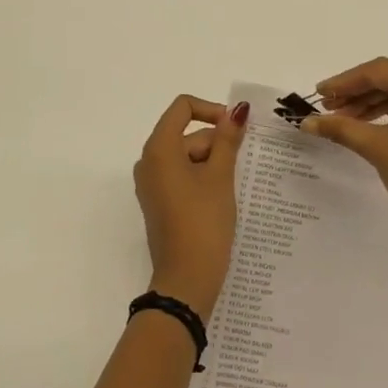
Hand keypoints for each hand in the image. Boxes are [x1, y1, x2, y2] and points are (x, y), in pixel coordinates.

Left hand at [133, 95, 247, 322]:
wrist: (186, 279)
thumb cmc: (203, 222)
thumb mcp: (220, 177)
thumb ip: (228, 139)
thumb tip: (237, 110)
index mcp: (158, 148)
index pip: (182, 107)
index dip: (211, 110)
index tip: (236, 130)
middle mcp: (148, 161)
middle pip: (186, 134)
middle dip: (215, 144)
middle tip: (238, 170)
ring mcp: (151, 183)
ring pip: (186, 156)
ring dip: (212, 163)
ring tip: (233, 188)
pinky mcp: (158, 201)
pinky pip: (181, 176)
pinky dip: (202, 178)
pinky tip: (221, 198)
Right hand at [303, 58, 387, 260]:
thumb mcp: (377, 147)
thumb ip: (341, 128)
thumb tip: (306, 122)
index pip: (377, 72)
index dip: (343, 82)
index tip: (318, 94)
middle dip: (356, 92)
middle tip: (326, 107)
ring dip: (371, 102)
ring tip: (341, 118)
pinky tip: (366, 123)